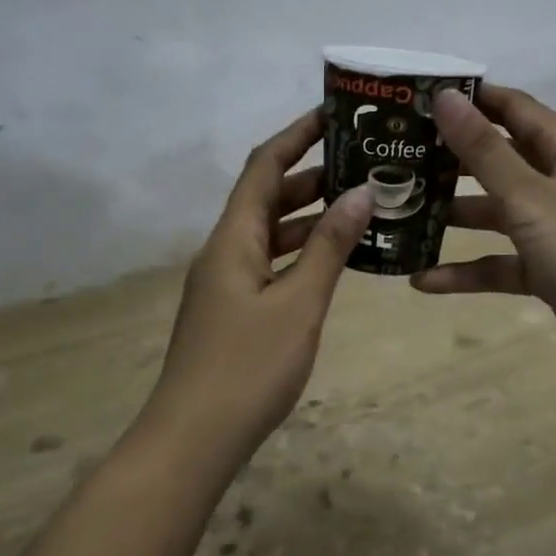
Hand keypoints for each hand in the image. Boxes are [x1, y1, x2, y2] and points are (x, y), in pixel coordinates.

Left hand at [140, 109, 375, 461]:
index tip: (334, 114)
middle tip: (363, 163)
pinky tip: (336, 259)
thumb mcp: (299, 303)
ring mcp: (227, 282)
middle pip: (267, 196)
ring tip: (360, 204)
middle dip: (311, 175)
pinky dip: (302, 252)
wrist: (192, 440)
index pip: (263, 167)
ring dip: (309, 215)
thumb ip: (329, 247)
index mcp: (233, 238)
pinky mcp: (233, 310)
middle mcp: (225, 250)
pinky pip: (271, 263)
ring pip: (271, 232)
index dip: (296, 135)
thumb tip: (361, 192)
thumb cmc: (247, 366)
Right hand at [414, 86, 555, 388]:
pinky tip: (423, 280)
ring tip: (399, 213)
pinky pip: (498, 263)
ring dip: (452, 214)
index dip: (471, 100)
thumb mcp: (532, 197)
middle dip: (450, 158)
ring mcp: (552, 229)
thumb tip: (446, 98)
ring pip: (493, 213)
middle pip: (497, 160)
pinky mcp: (546, 271)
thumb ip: (484, 151)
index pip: (513, 108)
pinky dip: (466, 271)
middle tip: (397, 156)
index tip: (419, 98)